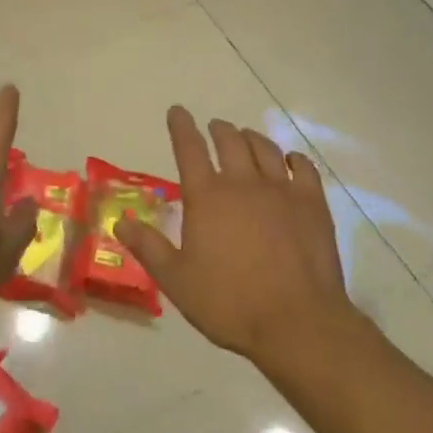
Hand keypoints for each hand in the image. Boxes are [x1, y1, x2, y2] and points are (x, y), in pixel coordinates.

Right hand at [114, 107, 352, 370]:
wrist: (297, 322)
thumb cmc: (229, 303)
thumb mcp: (176, 280)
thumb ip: (148, 247)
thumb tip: (121, 222)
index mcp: (206, 197)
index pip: (189, 149)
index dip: (181, 126)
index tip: (177, 111)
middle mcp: (243, 183)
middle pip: (230, 141)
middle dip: (218, 130)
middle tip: (214, 127)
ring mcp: (281, 190)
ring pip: (265, 149)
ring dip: (252, 138)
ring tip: (246, 137)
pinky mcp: (312, 204)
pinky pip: (304, 167)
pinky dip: (293, 158)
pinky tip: (290, 160)